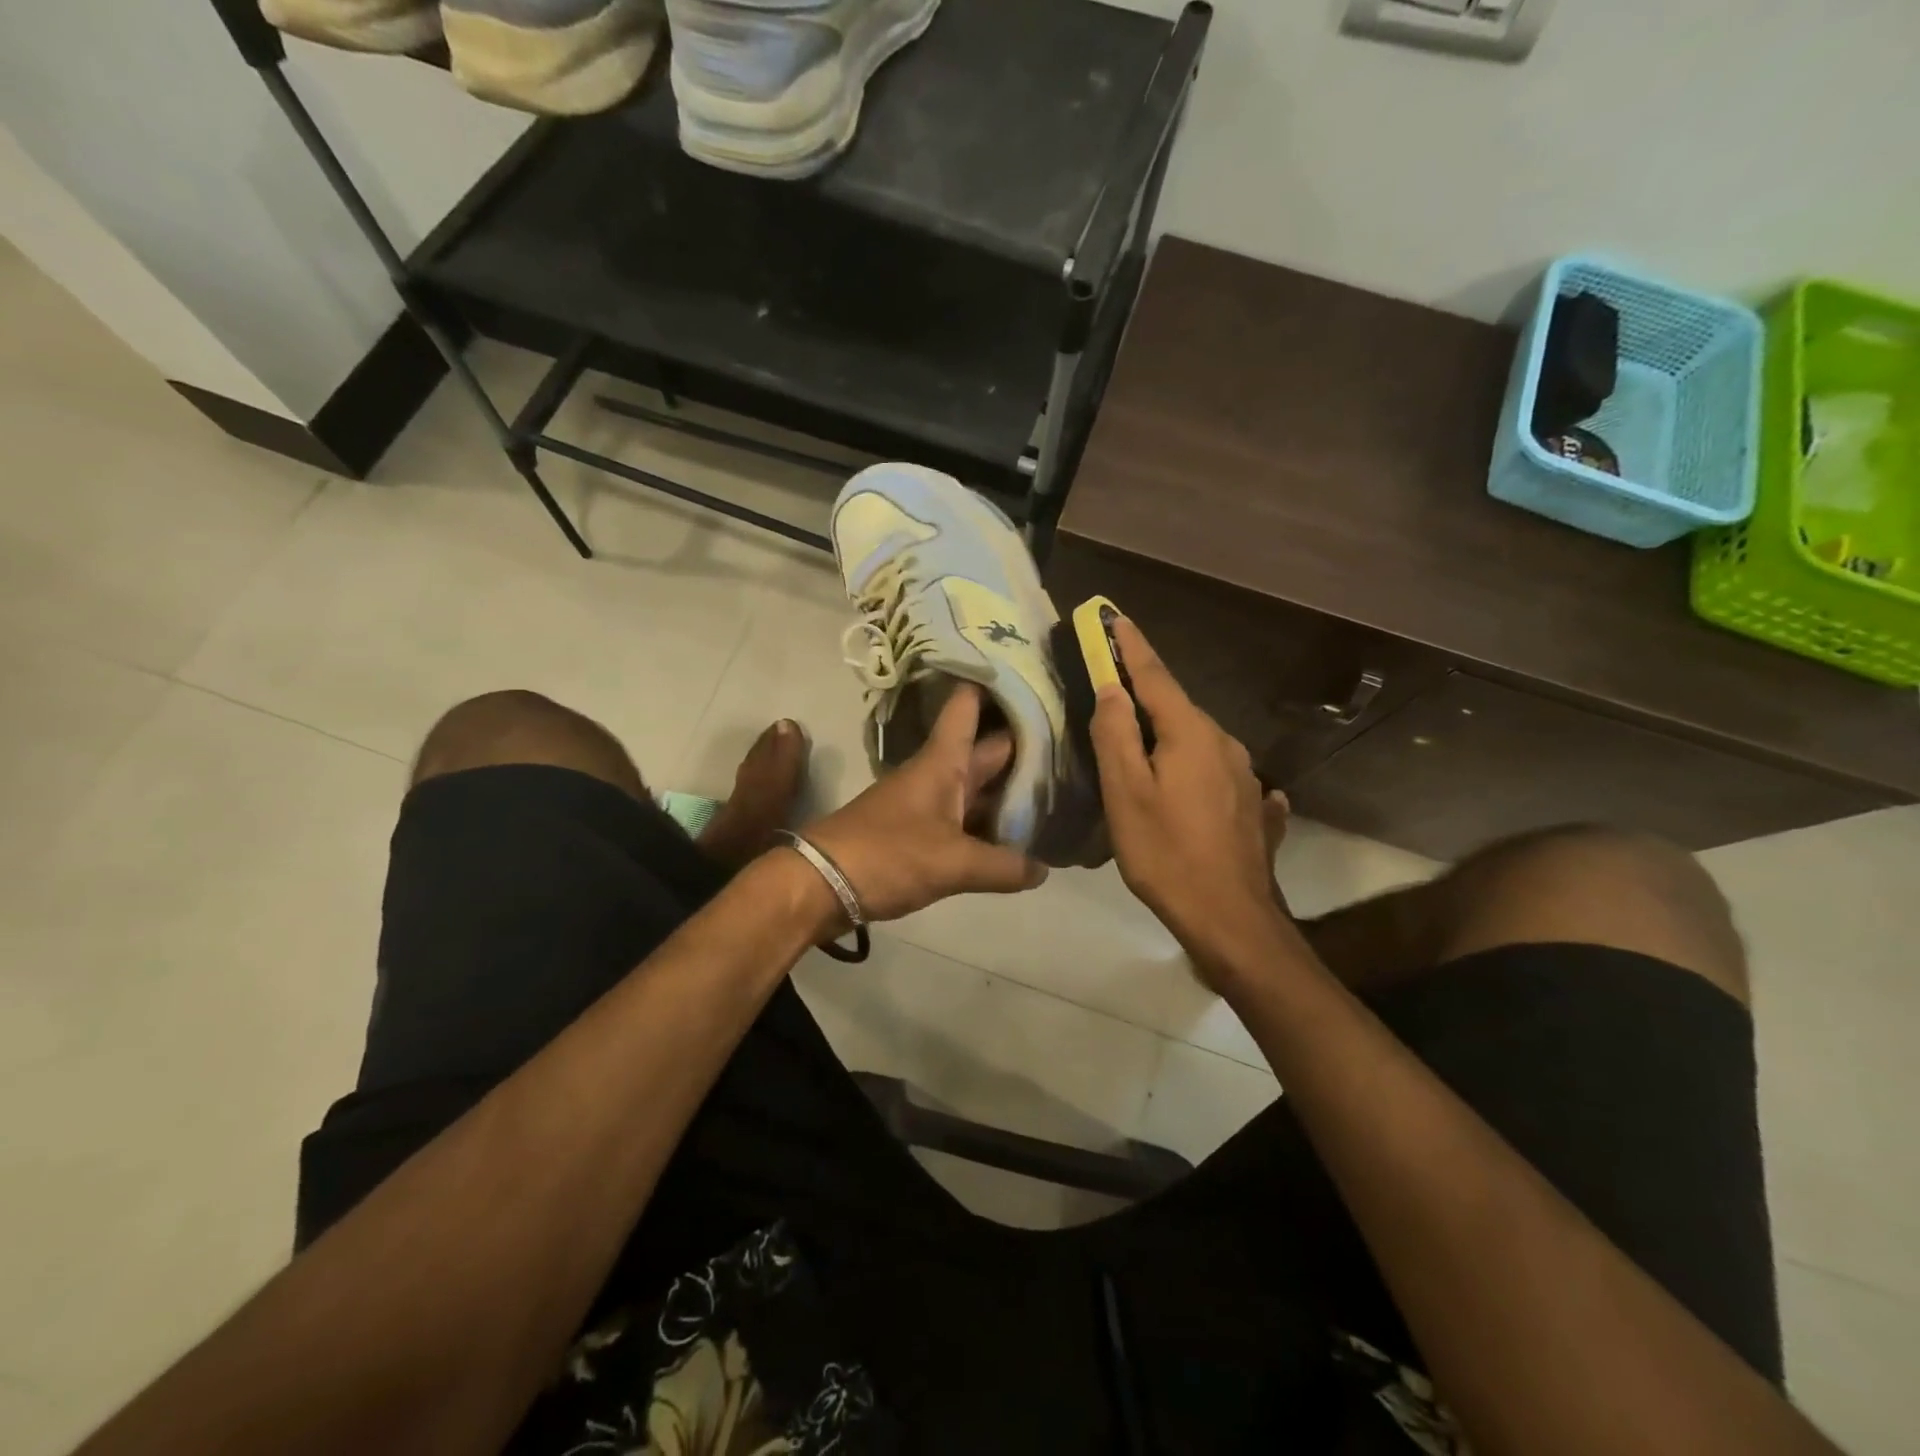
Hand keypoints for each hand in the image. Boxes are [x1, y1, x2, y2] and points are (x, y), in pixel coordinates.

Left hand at [803, 684, 1048, 922]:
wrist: (820, 883)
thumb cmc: (888, 855)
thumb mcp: (953, 863)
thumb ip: (1003, 866)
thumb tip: (1043, 869)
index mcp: (943, 762)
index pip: (968, 707)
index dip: (995, 685)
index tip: (1031, 672)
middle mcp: (937, 774)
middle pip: (985, 750)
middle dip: (1024, 745)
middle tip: (1072, 742)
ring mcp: (926, 803)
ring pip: (976, 788)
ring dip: (1009, 790)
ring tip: (1058, 790)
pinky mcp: (918, 833)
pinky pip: (963, 819)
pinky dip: (989, 824)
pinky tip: (1017, 838)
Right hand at [1090, 617, 1290, 988]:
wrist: (1231, 918)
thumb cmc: (1166, 852)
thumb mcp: (1126, 792)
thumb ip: (1116, 734)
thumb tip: (1111, 689)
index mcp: (1191, 733)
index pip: (1156, 676)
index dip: (1132, 647)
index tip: (1115, 618)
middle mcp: (1225, 743)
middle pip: (1178, 708)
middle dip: (1146, 695)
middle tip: (1114, 692)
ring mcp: (1246, 776)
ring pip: (1198, 741)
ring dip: (1169, 735)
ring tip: (1142, 750)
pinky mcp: (1254, 806)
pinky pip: (1217, 774)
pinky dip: (1195, 769)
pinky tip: (1191, 787)